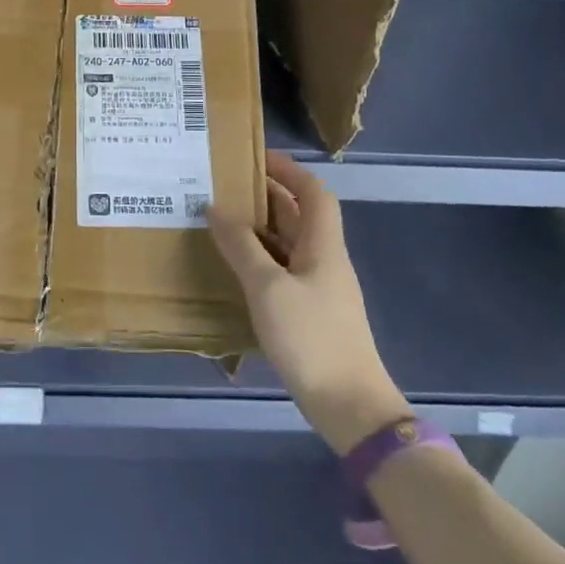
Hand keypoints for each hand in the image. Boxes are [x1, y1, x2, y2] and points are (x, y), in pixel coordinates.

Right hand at [208, 151, 409, 453]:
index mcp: (323, 245)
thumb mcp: (268, 288)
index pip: (313, 192)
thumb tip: (215, 208)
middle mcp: (325, 260)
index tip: (254, 158)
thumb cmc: (311, 338)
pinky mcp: (311, 313)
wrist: (349, 405)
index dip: (288, 170)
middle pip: (300, 216)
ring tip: (220, 220)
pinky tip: (234, 267)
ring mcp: (319, 288)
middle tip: (224, 187)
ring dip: (260, 229)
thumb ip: (241, 247)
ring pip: (289, 244)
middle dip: (266, 197)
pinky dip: (260, 260)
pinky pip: (283, 271)